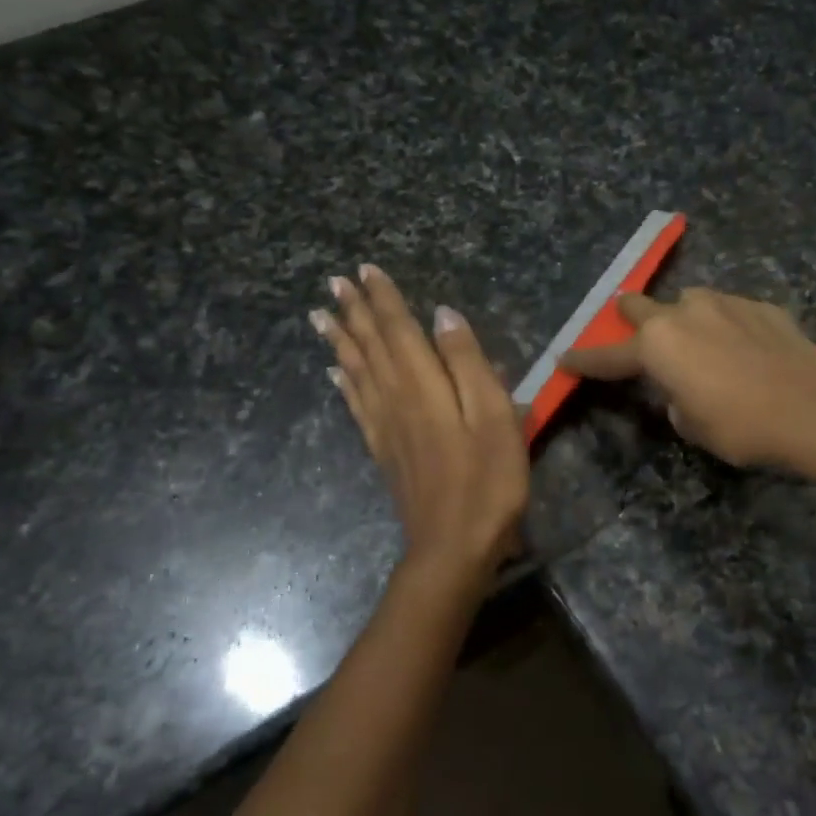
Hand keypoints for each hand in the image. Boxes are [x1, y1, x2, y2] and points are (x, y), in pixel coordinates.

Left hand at [313, 265, 528, 585]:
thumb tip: (444, 315)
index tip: (366, 269)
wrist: (454, 545)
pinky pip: (356, 406)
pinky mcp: (383, 451)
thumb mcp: (495, 417)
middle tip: (334, 282)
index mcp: (425, 385)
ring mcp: (385, 427)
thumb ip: (468, 363)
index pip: (399, 330)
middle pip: (371, 346)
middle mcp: (396, 398)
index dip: (384, 299)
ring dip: (340, 340)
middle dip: (354, 312)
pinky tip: (334, 372)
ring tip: (320, 315)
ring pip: (356, 372)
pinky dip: (344, 383)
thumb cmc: (488, 480)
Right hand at [561, 288, 815, 469]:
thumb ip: (675, 398)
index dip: (584, 360)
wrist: (811, 409)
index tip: (564, 357)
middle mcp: (684, 313)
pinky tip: (743, 347)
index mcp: (656, 346)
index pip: (608, 355)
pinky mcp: (761, 305)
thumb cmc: (739, 426)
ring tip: (701, 344)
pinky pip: (730, 311)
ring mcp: (725, 302)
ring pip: (690, 302)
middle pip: (639, 305)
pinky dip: (726, 326)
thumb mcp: (692, 425)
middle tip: (634, 334)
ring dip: (685, 320)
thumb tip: (684, 387)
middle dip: (630, 318)